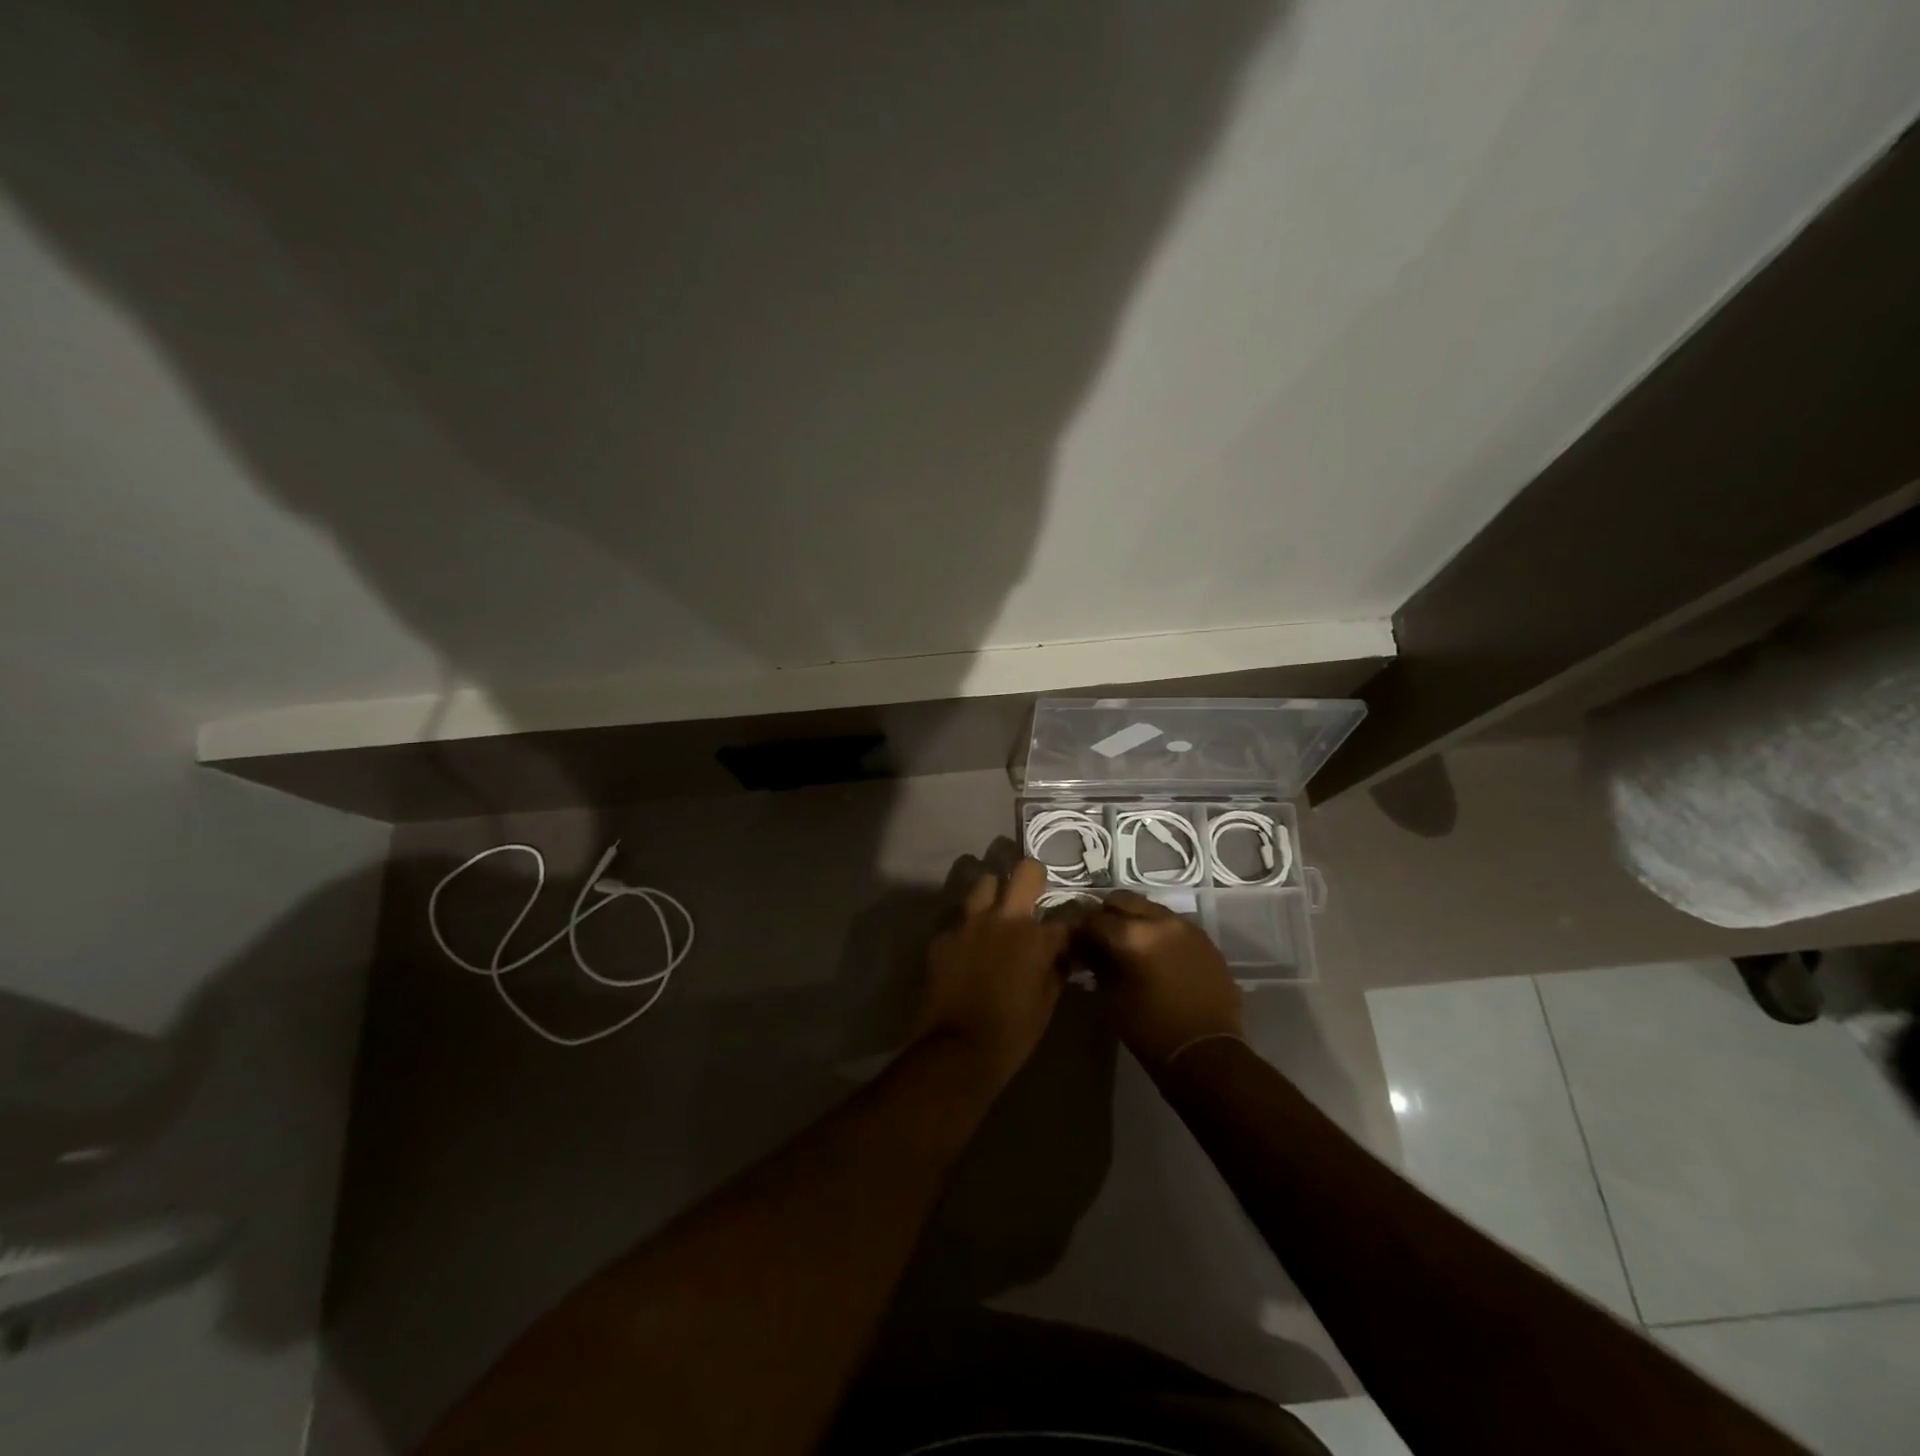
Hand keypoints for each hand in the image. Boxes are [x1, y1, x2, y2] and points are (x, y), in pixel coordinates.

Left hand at [914, 859, 1069, 1087]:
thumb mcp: (1047, 1002)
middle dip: (1033, 876)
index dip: (1071, 921)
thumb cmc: (1012, 1032)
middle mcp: (1004, 918)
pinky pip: (959, 919)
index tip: (1070, 928)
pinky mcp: (943, 935)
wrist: (957, 1049)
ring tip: (995, 911)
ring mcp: (969, 922)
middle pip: (1025, 871)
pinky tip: (968, 945)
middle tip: (1031, 891)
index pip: (1065, 916)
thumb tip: (1064, 954)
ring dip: (994, 892)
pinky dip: (968, 927)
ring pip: (984, 882)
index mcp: (1036, 937)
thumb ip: (1057, 969)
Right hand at [1075, 890, 1242, 1069]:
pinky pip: (1174, 925)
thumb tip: (1089, 949)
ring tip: (1130, 944)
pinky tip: (1156, 955)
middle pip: (1123, 900)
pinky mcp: (1205, 940)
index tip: (1076, 941)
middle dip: (1108, 914)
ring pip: (1151, 908)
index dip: (1080, 929)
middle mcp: (1160, 921)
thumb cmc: (1151, 1030)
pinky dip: (1159, 932)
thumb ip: (1098, 964)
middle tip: (1101, 937)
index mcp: (1132, 935)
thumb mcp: (1112, 997)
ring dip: (1135, 920)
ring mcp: (1187, 928)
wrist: (1207, 1054)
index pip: (1094, 918)